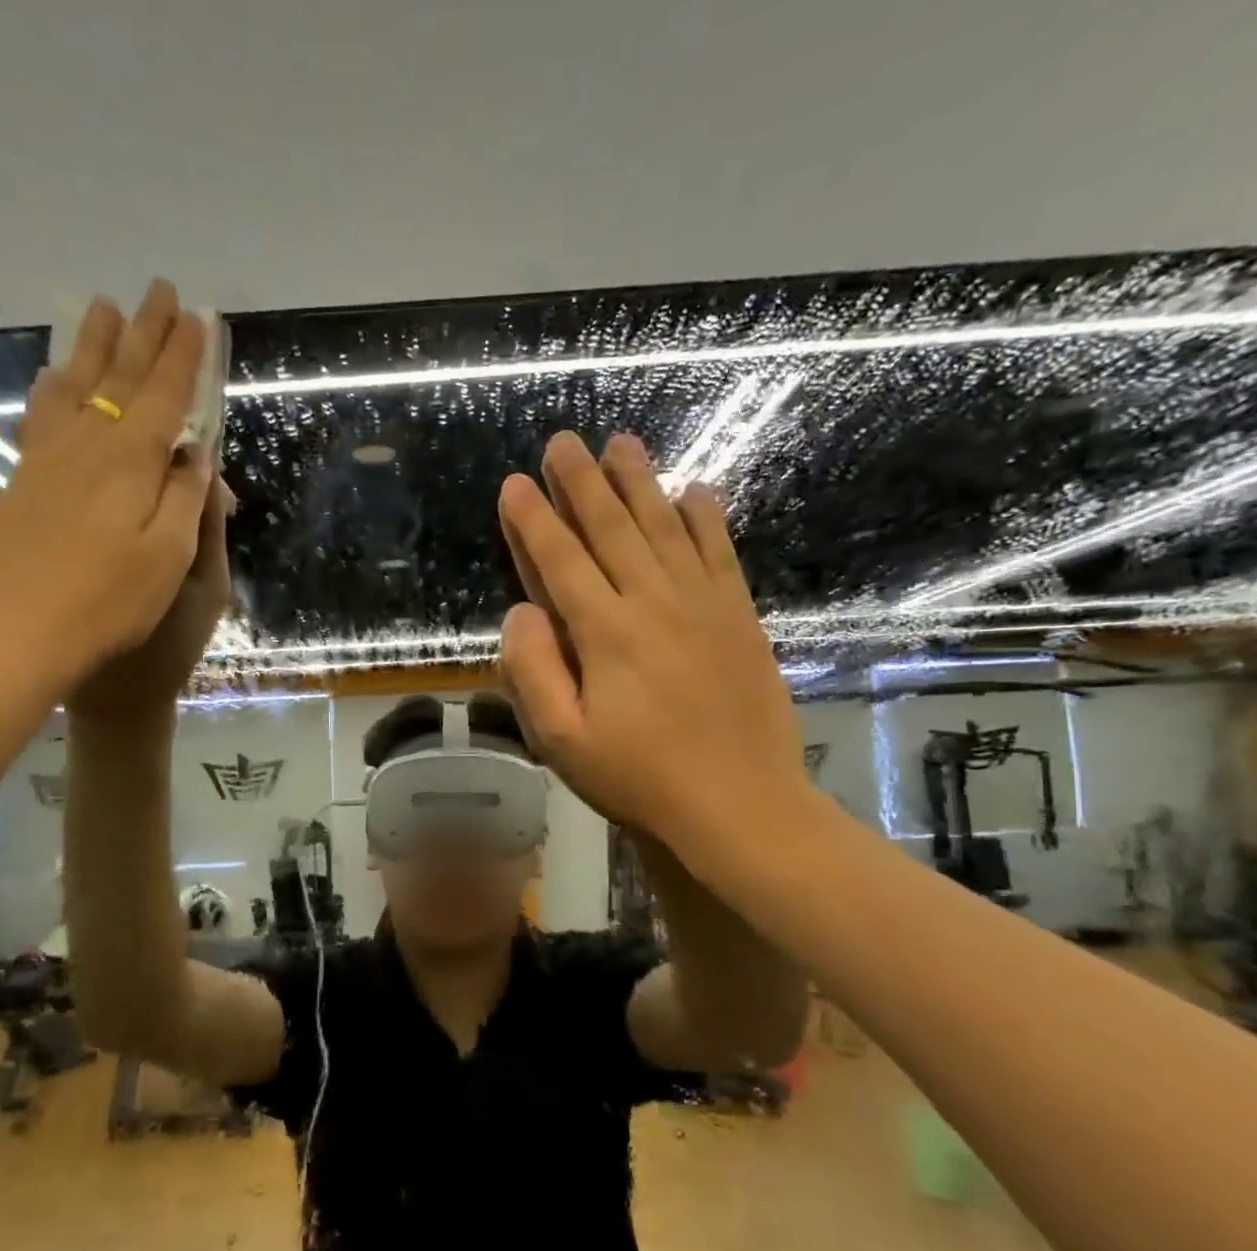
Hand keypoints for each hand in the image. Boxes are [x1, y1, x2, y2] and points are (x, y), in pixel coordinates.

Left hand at [0, 281, 213, 704]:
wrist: (19, 634)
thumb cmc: (109, 605)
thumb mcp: (169, 558)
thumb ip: (186, 499)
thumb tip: (197, 453)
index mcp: (131, 463)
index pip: (165, 395)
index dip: (184, 356)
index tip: (197, 317)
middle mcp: (87, 446)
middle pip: (120, 377)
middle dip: (144, 333)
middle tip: (157, 290)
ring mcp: (47, 460)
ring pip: (74, 386)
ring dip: (93, 345)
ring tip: (102, 308)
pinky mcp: (21, 481)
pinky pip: (40, 415)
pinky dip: (53, 387)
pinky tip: (54, 378)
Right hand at [496, 432, 815, 875]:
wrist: (741, 804)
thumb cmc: (640, 778)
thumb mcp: (563, 740)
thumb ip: (534, 671)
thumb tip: (520, 612)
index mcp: (605, 632)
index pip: (560, 561)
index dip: (533, 521)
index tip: (514, 484)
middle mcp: (653, 601)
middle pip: (611, 528)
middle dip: (581, 482)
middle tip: (563, 441)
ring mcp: (703, 604)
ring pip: (664, 527)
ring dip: (639, 482)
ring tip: (621, 443)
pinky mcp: (739, 617)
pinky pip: (719, 551)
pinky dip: (704, 517)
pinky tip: (694, 491)